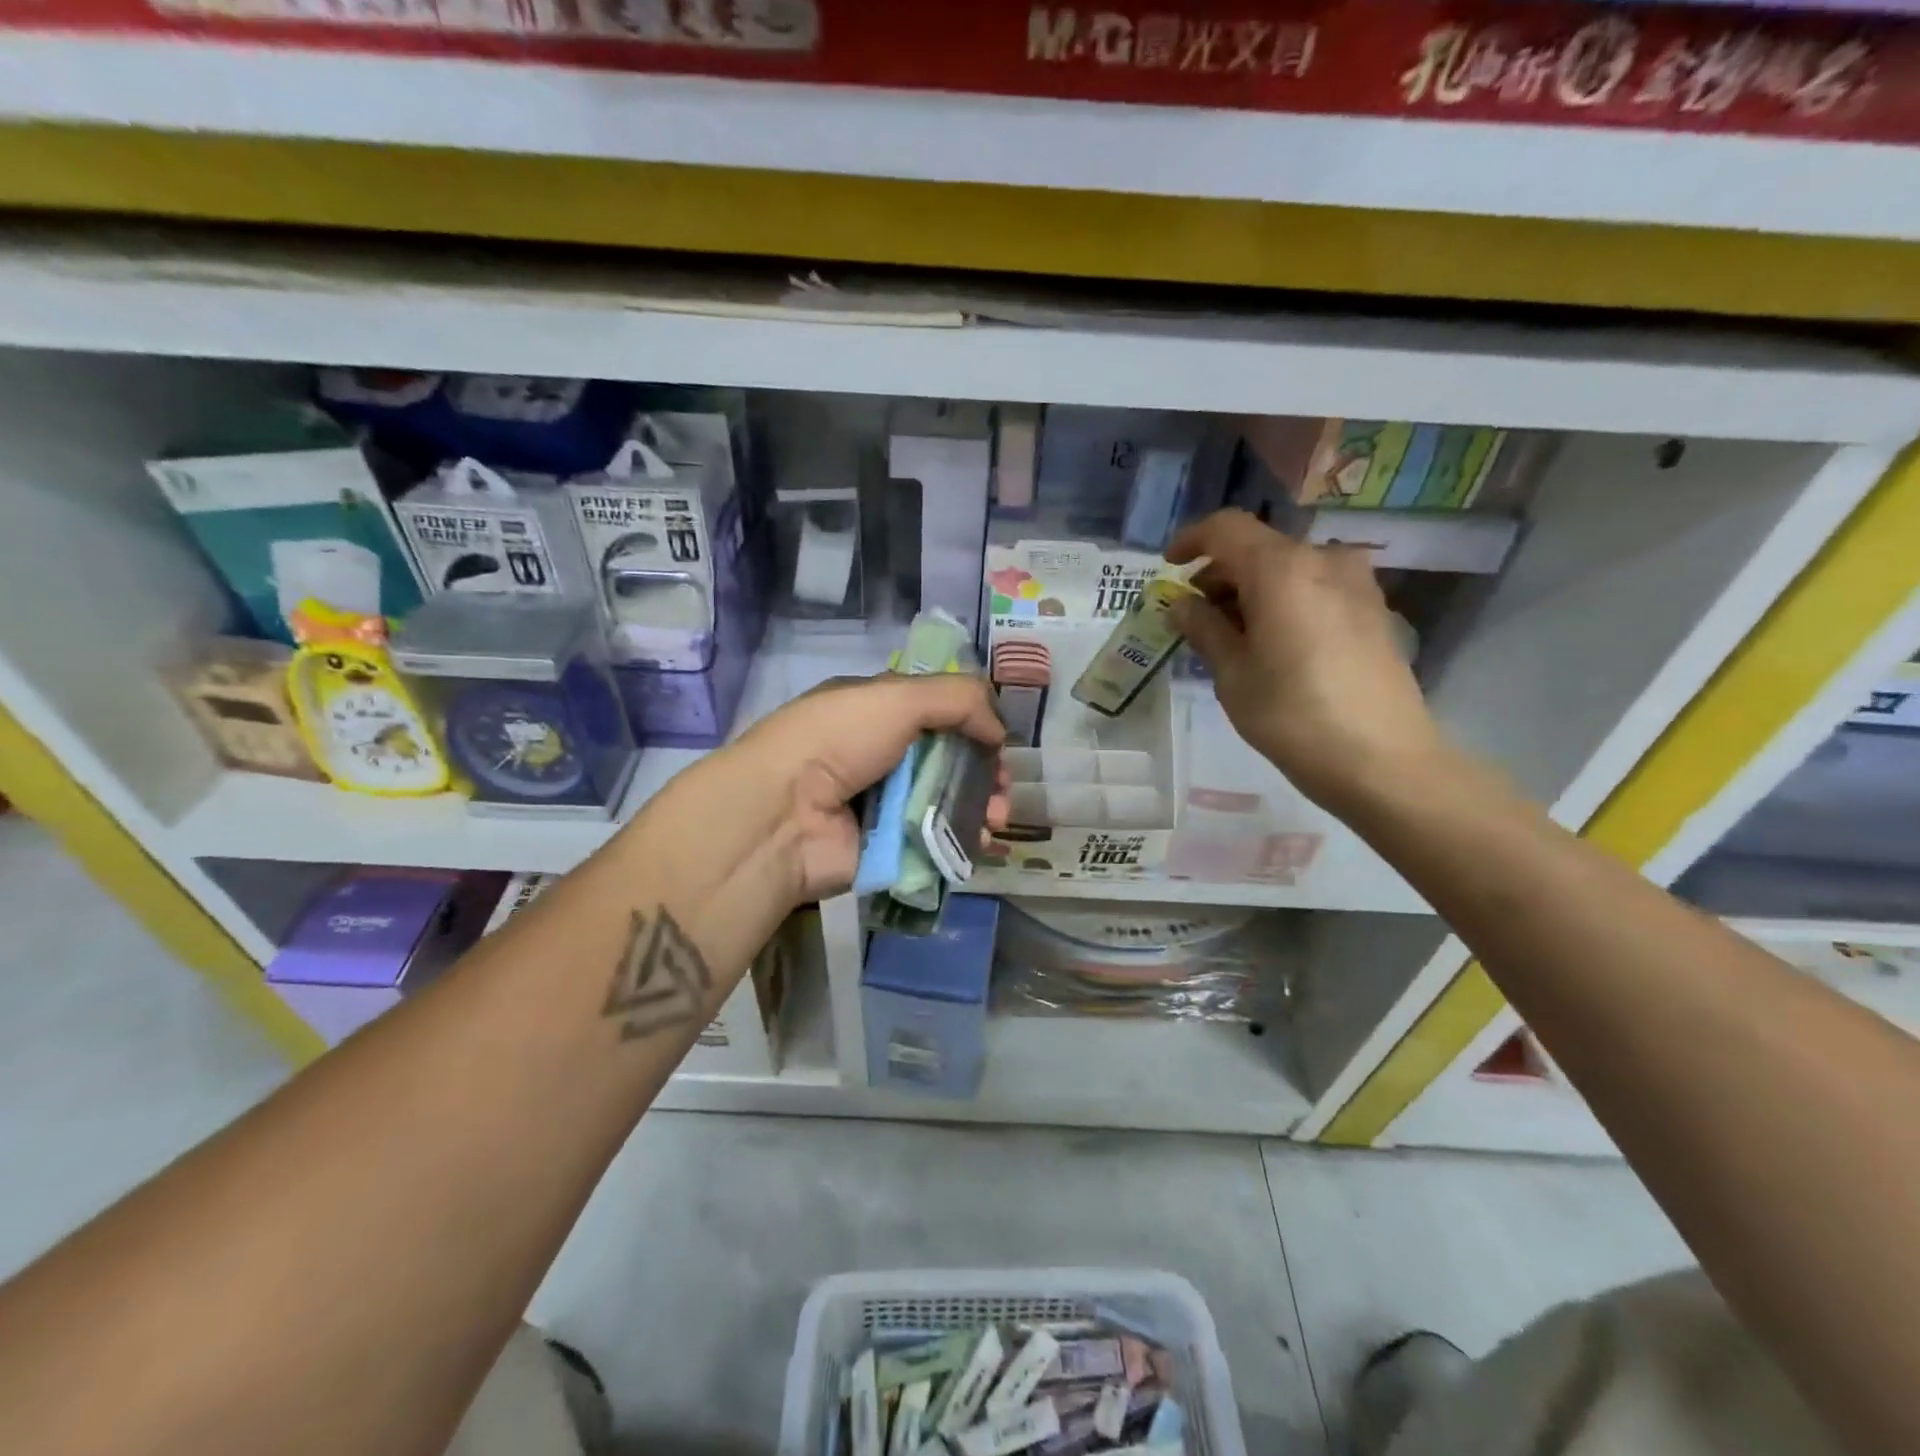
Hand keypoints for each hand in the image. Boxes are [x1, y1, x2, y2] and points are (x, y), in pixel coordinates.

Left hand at [693, 673, 1007, 904]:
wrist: (783, 814)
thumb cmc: (838, 740)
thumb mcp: (897, 696)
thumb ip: (958, 699)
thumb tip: (1000, 729)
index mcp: (876, 710)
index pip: (936, 710)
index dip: (972, 721)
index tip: (999, 739)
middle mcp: (880, 754)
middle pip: (948, 759)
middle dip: (985, 770)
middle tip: (1004, 787)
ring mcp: (884, 803)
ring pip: (947, 801)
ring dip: (981, 805)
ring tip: (997, 816)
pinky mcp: (888, 847)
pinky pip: (935, 840)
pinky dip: (963, 838)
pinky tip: (983, 838)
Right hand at [1167, 509, 1448, 813]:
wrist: (1382, 759)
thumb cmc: (1292, 715)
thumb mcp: (1232, 674)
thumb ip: (1204, 628)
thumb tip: (1182, 603)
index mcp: (1281, 569)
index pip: (1226, 528)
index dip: (1191, 540)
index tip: (1169, 567)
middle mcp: (1322, 560)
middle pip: (1258, 548)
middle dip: (1221, 574)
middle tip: (1196, 616)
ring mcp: (1355, 582)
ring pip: (1288, 568)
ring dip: (1252, 589)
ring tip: (1233, 634)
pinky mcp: (1374, 608)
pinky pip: (1315, 586)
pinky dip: (1284, 600)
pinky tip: (1273, 641)